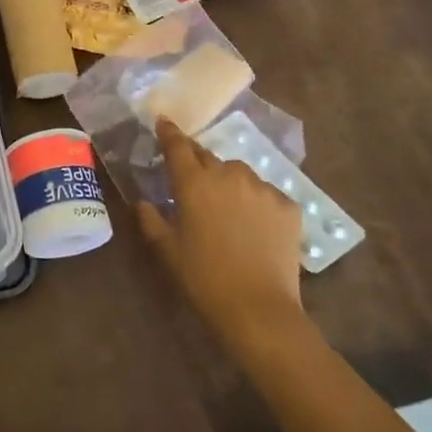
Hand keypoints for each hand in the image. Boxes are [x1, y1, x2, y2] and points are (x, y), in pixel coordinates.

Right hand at [138, 117, 305, 350]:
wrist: (258, 309)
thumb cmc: (203, 278)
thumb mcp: (167, 250)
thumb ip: (150, 219)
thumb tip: (143, 202)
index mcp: (193, 183)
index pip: (177, 146)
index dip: (169, 132)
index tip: (164, 122)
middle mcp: (228, 175)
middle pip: (208, 157)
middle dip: (198, 163)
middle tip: (193, 181)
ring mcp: (262, 188)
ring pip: (239, 174)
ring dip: (229, 182)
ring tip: (227, 208)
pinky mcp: (288, 206)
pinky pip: (266, 194)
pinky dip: (257, 202)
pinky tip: (255, 226)